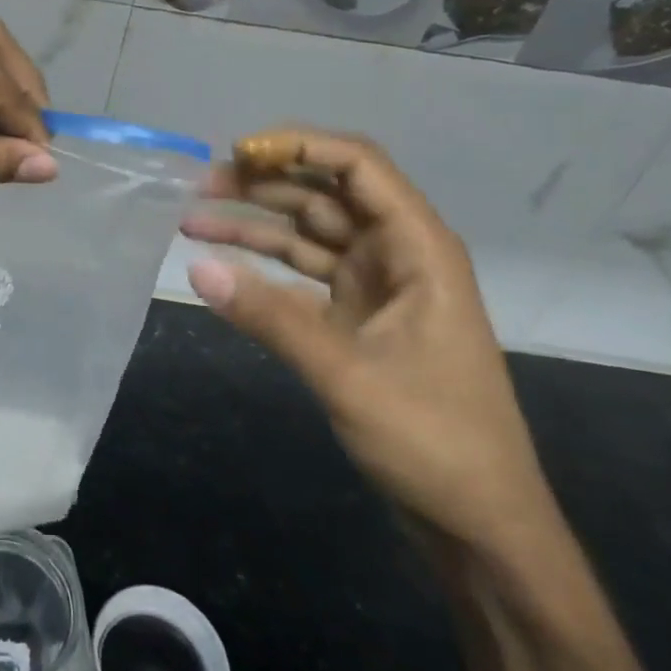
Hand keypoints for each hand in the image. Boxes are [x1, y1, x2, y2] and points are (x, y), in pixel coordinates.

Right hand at [182, 127, 555, 560]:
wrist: (478, 524)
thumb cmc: (433, 440)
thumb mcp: (346, 374)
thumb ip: (269, 317)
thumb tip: (197, 268)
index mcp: (417, 248)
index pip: (359, 166)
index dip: (300, 146)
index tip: (239, 153)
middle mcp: (395, 255)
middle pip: (323, 194)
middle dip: (262, 184)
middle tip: (197, 186)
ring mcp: (373, 287)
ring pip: (305, 233)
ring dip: (252, 223)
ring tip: (191, 218)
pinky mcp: (353, 318)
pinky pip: (299, 275)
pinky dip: (261, 267)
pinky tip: (220, 265)